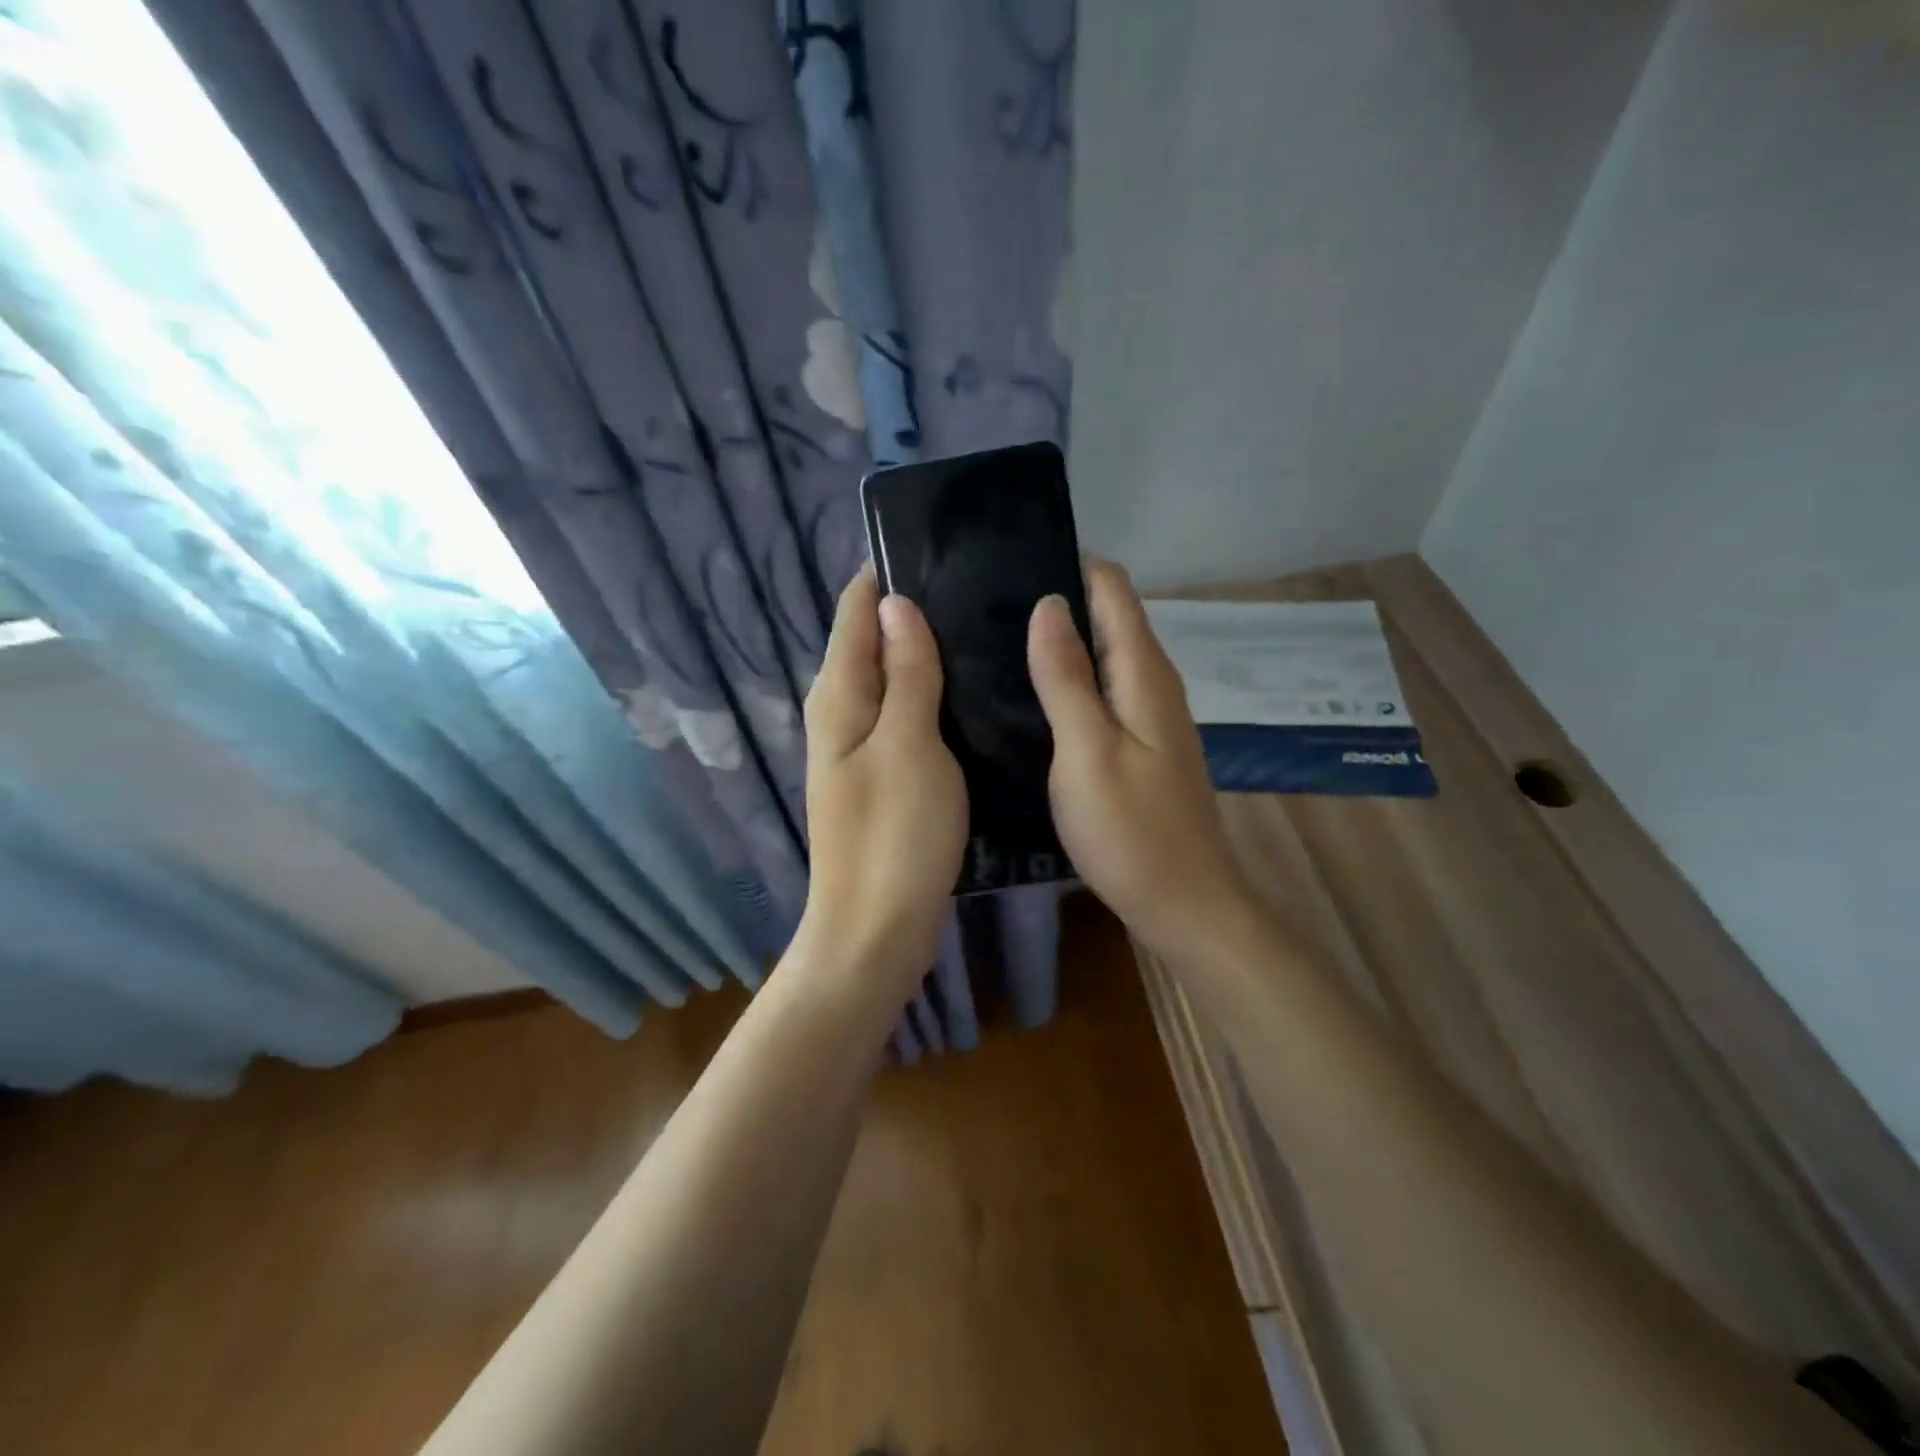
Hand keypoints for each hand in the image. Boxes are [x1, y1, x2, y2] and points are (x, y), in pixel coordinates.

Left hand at [797, 566, 966, 980]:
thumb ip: (906, 673)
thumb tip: (896, 604)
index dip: (886, 575)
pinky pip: (903, 717)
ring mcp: (859, 749)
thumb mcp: (908, 743)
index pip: (854, 611)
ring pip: (890, 681)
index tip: (938, 548)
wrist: (876, 929)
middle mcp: (840, 714)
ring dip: (923, 654)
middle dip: (911, 611)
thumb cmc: (895, 835)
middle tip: (976, 587)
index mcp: (838, 696)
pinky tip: (966, 693)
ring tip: (980, 628)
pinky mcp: (882, 777)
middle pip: (870, 643)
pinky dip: (929, 696)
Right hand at [1028, 559, 1251, 956]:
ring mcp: (1151, 716)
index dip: (1071, 564)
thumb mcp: (1087, 750)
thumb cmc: (1130, 830)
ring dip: (1064, 641)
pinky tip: (1034, 696)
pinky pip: (1105, 691)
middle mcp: (1154, 683)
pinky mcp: (1142, 745)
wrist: (1183, 903)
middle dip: (1060, 599)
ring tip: (999, 640)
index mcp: (1143, 673)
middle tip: (989, 603)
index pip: (1113, 589)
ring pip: (1105, 655)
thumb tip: (1049, 604)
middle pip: (1110, 617)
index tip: (1013, 560)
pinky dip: (1072, 680)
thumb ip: (1067, 677)